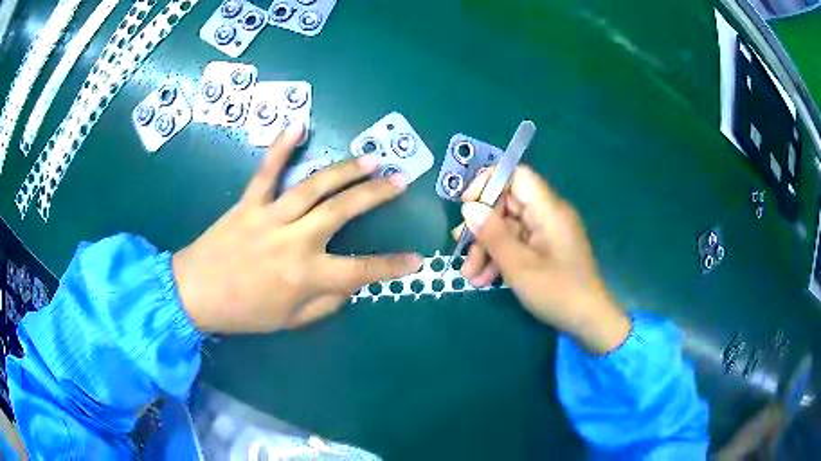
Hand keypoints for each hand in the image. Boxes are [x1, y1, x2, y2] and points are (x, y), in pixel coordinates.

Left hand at [173, 122, 422, 332]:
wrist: (195, 294)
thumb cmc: (244, 313)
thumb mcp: (290, 321)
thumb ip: (326, 303)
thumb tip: (350, 285)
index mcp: (305, 276)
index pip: (361, 270)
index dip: (393, 266)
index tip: (418, 259)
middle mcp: (294, 241)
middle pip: (342, 211)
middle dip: (376, 195)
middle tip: (399, 180)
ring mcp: (270, 217)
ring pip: (314, 187)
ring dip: (345, 171)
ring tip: (370, 158)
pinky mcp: (248, 203)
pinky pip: (266, 171)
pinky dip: (281, 147)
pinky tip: (298, 125)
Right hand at [453, 166, 629, 353]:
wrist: (589, 321)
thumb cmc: (557, 292)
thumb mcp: (519, 266)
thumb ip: (493, 234)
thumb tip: (469, 208)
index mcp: (548, 209)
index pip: (517, 175)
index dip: (489, 184)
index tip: (468, 207)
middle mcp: (548, 215)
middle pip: (508, 205)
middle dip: (482, 228)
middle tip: (461, 252)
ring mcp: (547, 233)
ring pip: (509, 228)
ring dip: (487, 248)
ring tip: (470, 276)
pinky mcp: (546, 250)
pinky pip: (518, 244)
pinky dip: (501, 258)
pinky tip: (484, 280)